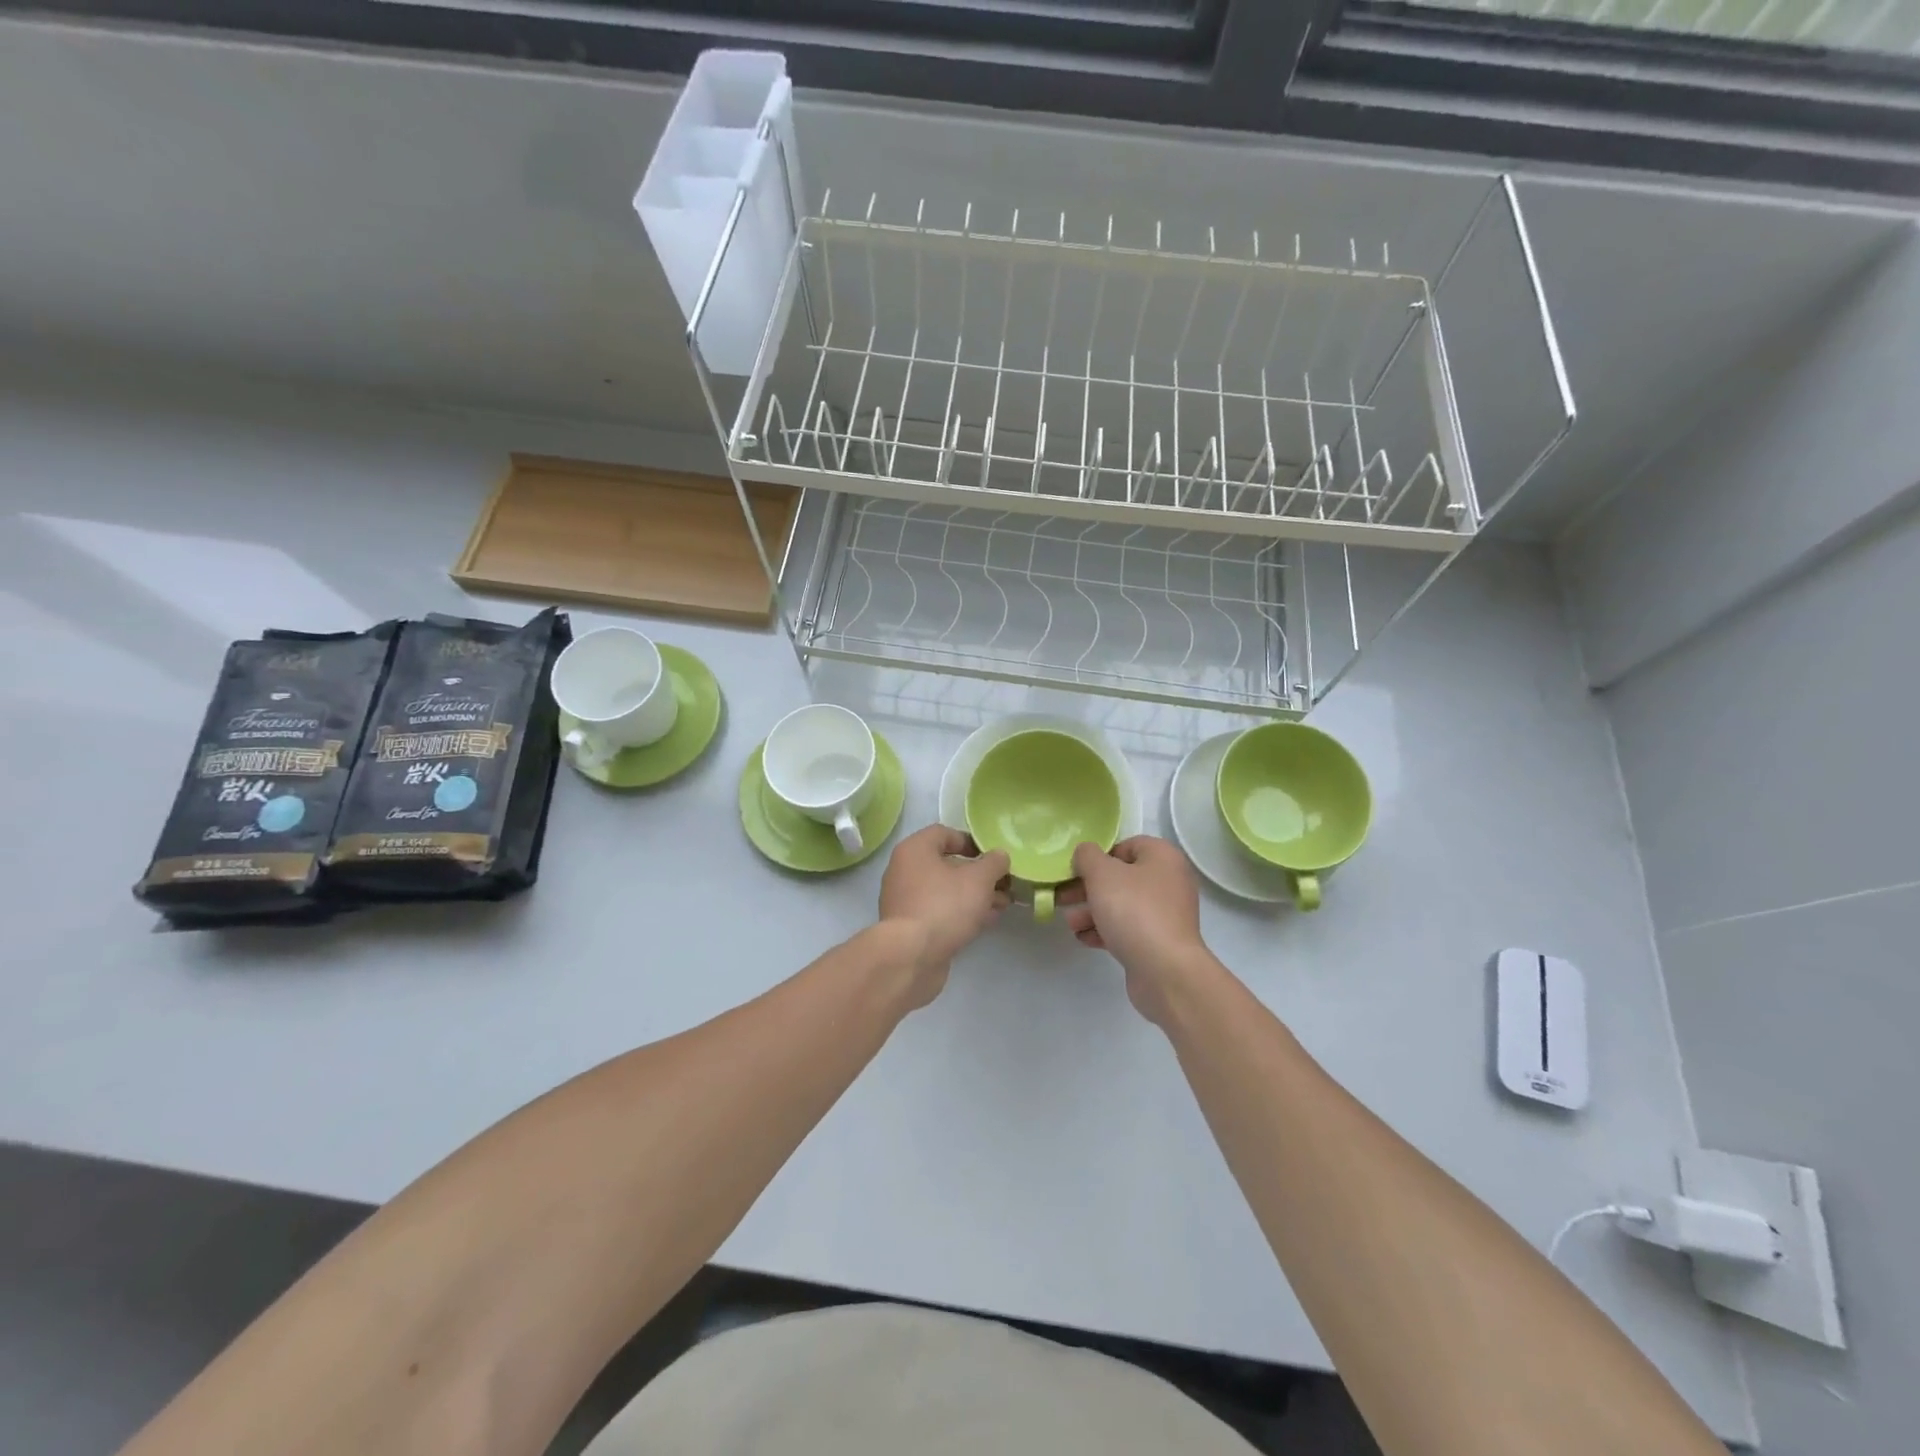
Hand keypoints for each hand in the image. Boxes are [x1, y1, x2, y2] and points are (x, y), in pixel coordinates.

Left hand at [877, 825, 1011, 1005]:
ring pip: (946, 890)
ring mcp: (905, 900)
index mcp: (915, 850)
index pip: (944, 833)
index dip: (971, 842)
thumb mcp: (979, 879)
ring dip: (974, 895)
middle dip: (979, 874)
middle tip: (1005, 884)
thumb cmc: (944, 906)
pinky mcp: (910, 926)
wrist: (911, 957)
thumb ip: (994, 863)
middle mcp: (905, 870)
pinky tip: (986, 921)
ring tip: (1003, 904)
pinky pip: (940, 911)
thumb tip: (999, 856)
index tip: (993, 857)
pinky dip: (962, 912)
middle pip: (947, 864)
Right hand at [1061, 837, 1210, 1024]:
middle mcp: (1169, 881)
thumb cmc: (1134, 911)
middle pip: (1120, 877)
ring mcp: (1166, 914)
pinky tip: (1084, 938)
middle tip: (1062, 897)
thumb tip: (1085, 853)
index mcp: (1163, 857)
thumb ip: (1087, 856)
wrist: (1165, 971)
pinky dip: (1106, 930)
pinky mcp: (1160, 941)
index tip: (1075, 871)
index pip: (1126, 846)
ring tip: (1071, 924)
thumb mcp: (1102, 874)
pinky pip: (1128, 928)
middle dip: (1088, 888)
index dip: (1098, 856)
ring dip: (1092, 911)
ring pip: (1122, 905)